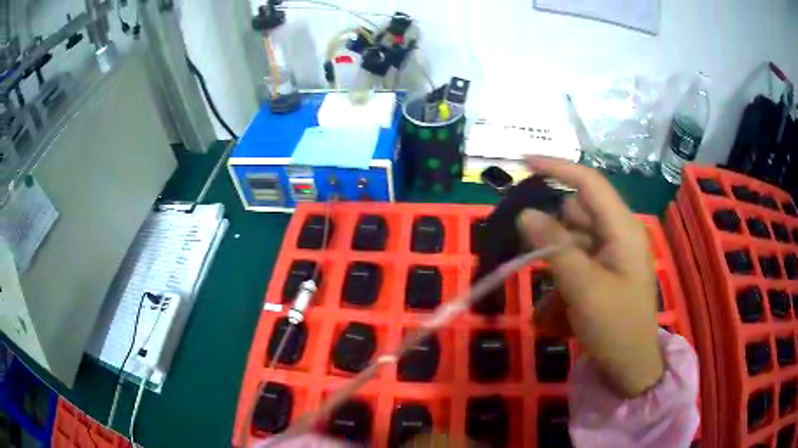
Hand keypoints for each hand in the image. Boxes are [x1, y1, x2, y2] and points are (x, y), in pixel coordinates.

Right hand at [517, 156, 662, 397]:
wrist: (630, 366)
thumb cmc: (615, 327)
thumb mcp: (583, 287)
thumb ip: (555, 247)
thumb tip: (525, 213)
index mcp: (623, 229)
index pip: (589, 183)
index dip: (558, 168)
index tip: (524, 161)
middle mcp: (619, 233)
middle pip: (578, 211)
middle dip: (551, 225)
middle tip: (524, 245)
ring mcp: (613, 252)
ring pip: (574, 236)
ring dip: (554, 254)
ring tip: (544, 287)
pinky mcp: (606, 270)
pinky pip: (577, 258)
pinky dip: (561, 272)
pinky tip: (554, 304)